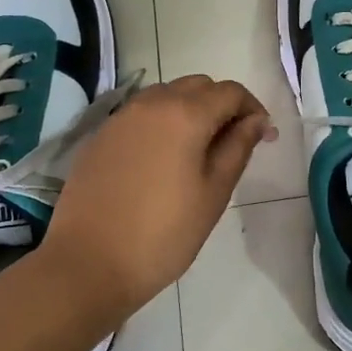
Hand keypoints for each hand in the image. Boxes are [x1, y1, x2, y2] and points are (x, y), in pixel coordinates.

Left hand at [42, 75, 274, 323]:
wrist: (88, 264)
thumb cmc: (163, 234)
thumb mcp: (213, 193)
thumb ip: (238, 148)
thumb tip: (256, 122)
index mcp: (185, 114)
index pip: (230, 92)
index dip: (253, 109)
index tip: (263, 137)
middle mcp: (151, 103)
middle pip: (198, 86)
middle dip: (222, 105)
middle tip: (234, 143)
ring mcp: (121, 117)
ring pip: (167, 95)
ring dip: (191, 110)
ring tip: (199, 150)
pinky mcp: (100, 136)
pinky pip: (141, 114)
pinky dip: (162, 122)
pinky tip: (163, 159)